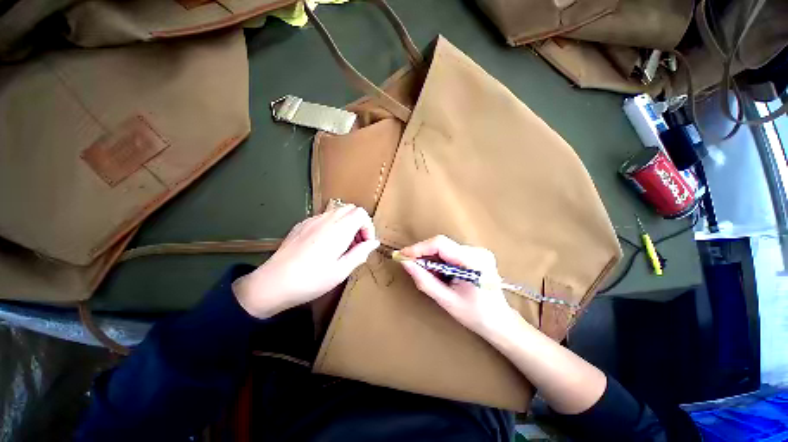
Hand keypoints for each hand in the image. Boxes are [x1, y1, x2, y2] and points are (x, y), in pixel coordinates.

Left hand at [233, 205, 379, 318]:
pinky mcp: (301, 225)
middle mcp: (326, 219)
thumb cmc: (311, 280)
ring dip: (346, 225)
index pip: (361, 213)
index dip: (368, 227)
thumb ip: (361, 253)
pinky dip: (332, 226)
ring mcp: (311, 220)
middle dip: (358, 224)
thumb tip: (374, 243)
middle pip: (350, 209)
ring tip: (341, 247)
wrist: (273, 283)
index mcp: (339, 229)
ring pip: (337, 212)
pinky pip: (323, 218)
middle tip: (355, 245)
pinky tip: (324, 246)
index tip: (365, 244)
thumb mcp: (341, 271)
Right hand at [398, 235, 514, 336]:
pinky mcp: (476, 254)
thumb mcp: (446, 300)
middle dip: (423, 254)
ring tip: (426, 274)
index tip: (402, 256)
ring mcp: (478, 251)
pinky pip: (450, 252)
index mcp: (474, 261)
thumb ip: (424, 280)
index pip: (440, 244)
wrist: (500, 323)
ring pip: (444, 248)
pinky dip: (439, 261)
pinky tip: (438, 274)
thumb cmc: (475, 316)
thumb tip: (405, 263)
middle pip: (442, 244)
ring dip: (431, 258)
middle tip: (410, 266)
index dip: (419, 248)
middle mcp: (477, 251)